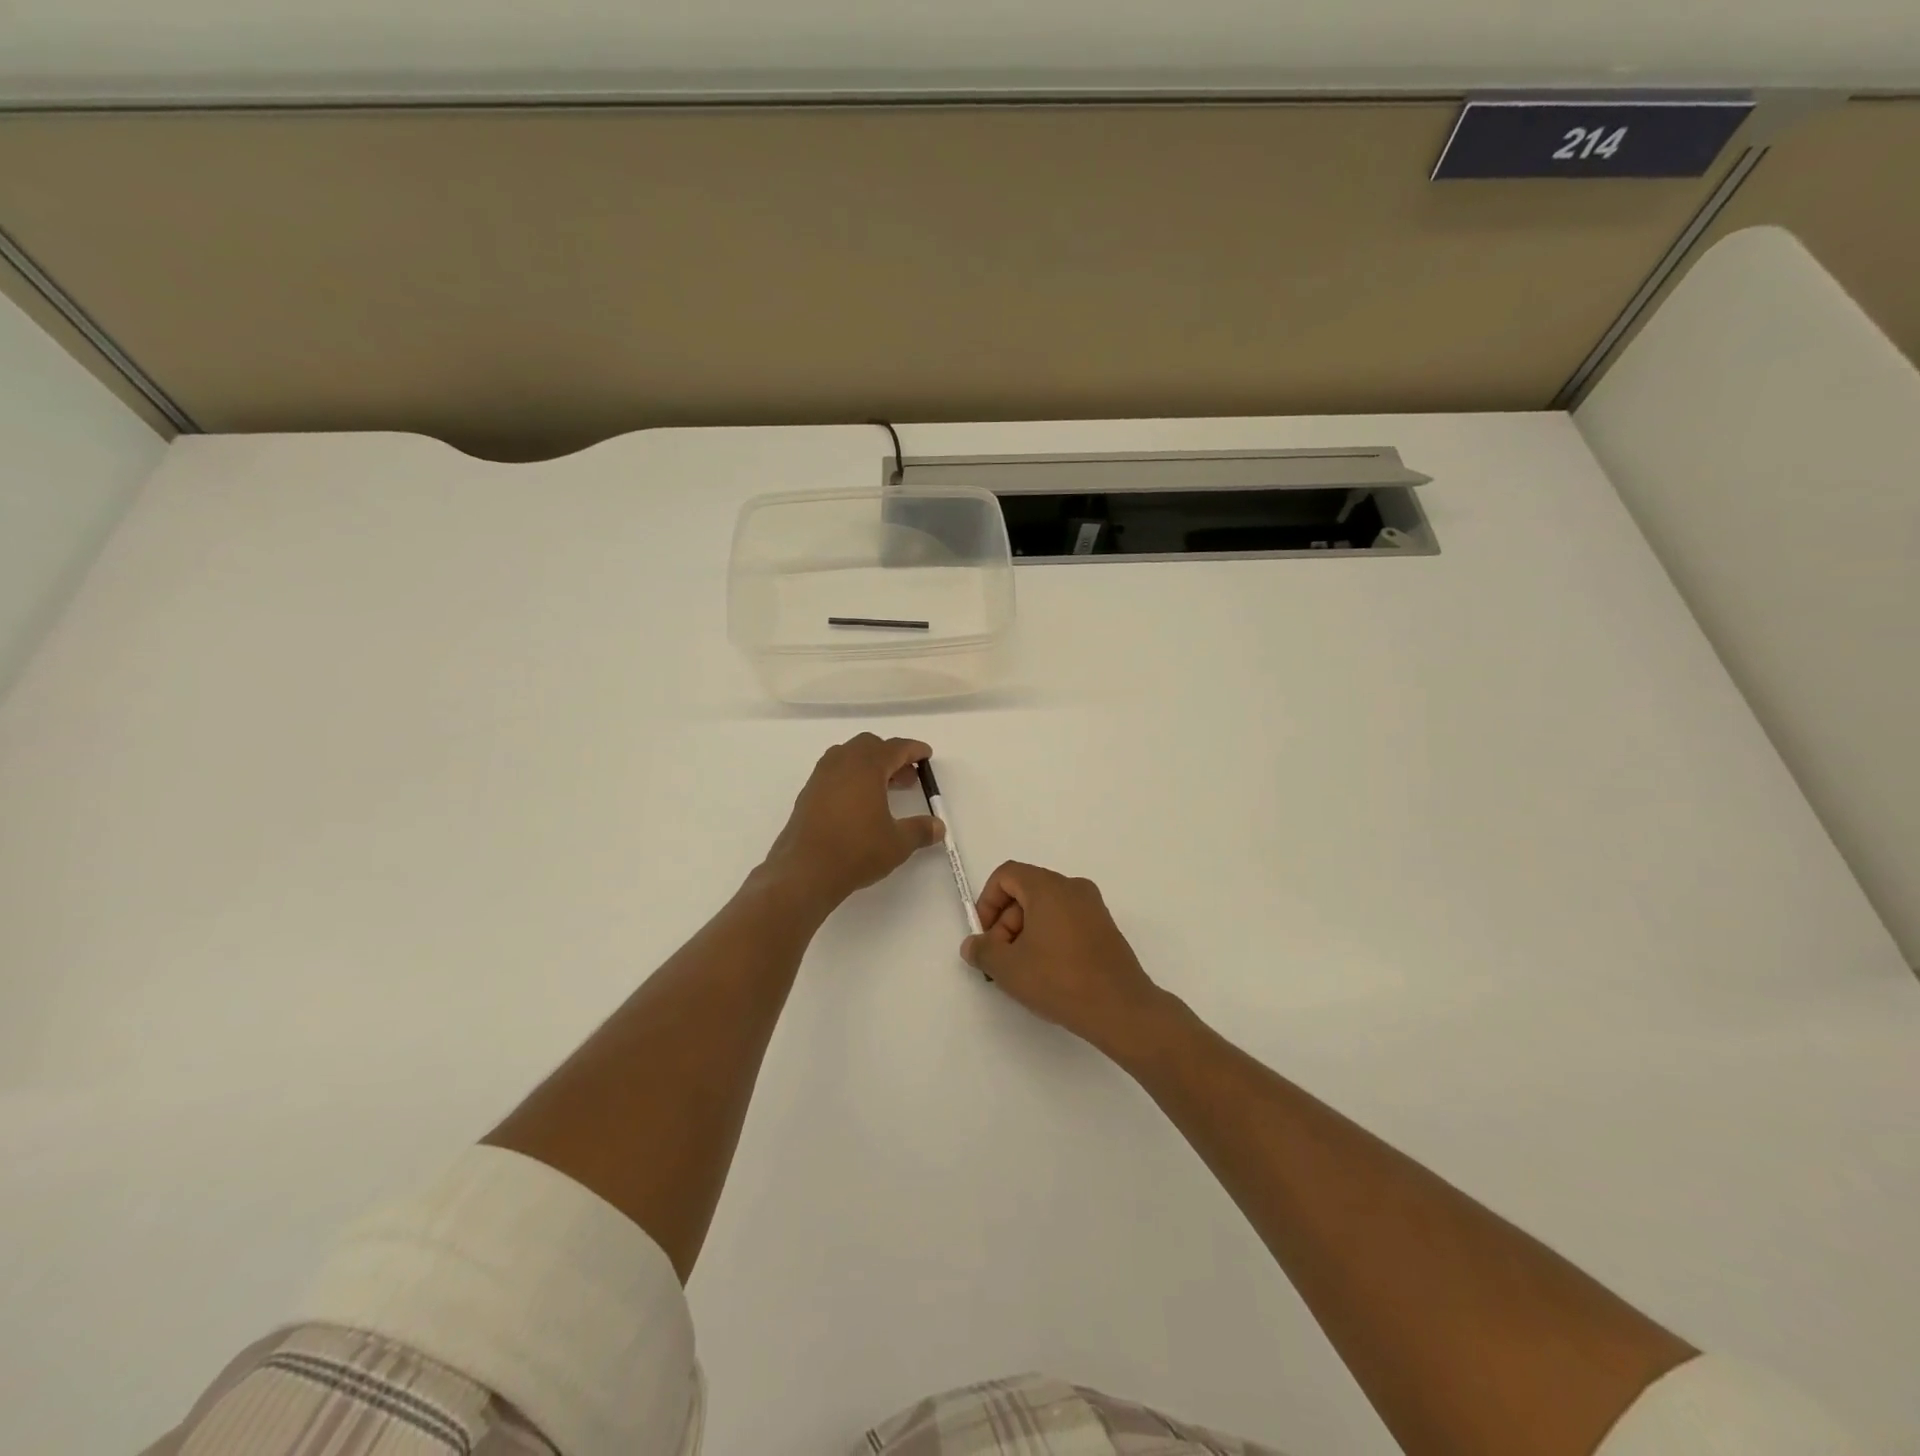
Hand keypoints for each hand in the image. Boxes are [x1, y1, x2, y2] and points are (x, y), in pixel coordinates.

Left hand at [763, 734, 945, 909]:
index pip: (895, 748)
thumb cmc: (856, 851)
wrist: (804, 871)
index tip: (926, 755)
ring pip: (848, 757)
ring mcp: (820, 777)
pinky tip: (859, 804)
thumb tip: (939, 827)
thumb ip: (920, 830)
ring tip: (884, 790)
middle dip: (890, 756)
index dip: (913, 750)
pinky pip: (834, 773)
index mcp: (866, 767)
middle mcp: (842, 764)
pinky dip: (851, 778)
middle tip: (907, 777)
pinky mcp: (807, 794)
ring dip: (869, 765)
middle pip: (869, 746)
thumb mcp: (897, 843)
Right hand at [962, 861, 1168, 1056]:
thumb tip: (973, 944)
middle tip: (1001, 960)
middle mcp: (1073, 887)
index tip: (985, 936)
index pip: (1006, 875)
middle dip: (1005, 922)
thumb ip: (983, 951)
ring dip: (1025, 932)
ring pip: (1046, 907)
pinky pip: (1066, 920)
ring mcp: (1093, 907)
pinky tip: (1047, 972)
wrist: (1121, 1009)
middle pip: (1026, 891)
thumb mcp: (1008, 968)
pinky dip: (1048, 937)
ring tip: (1022, 970)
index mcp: (1048, 887)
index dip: (987, 901)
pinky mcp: (1105, 927)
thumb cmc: (1059, 980)